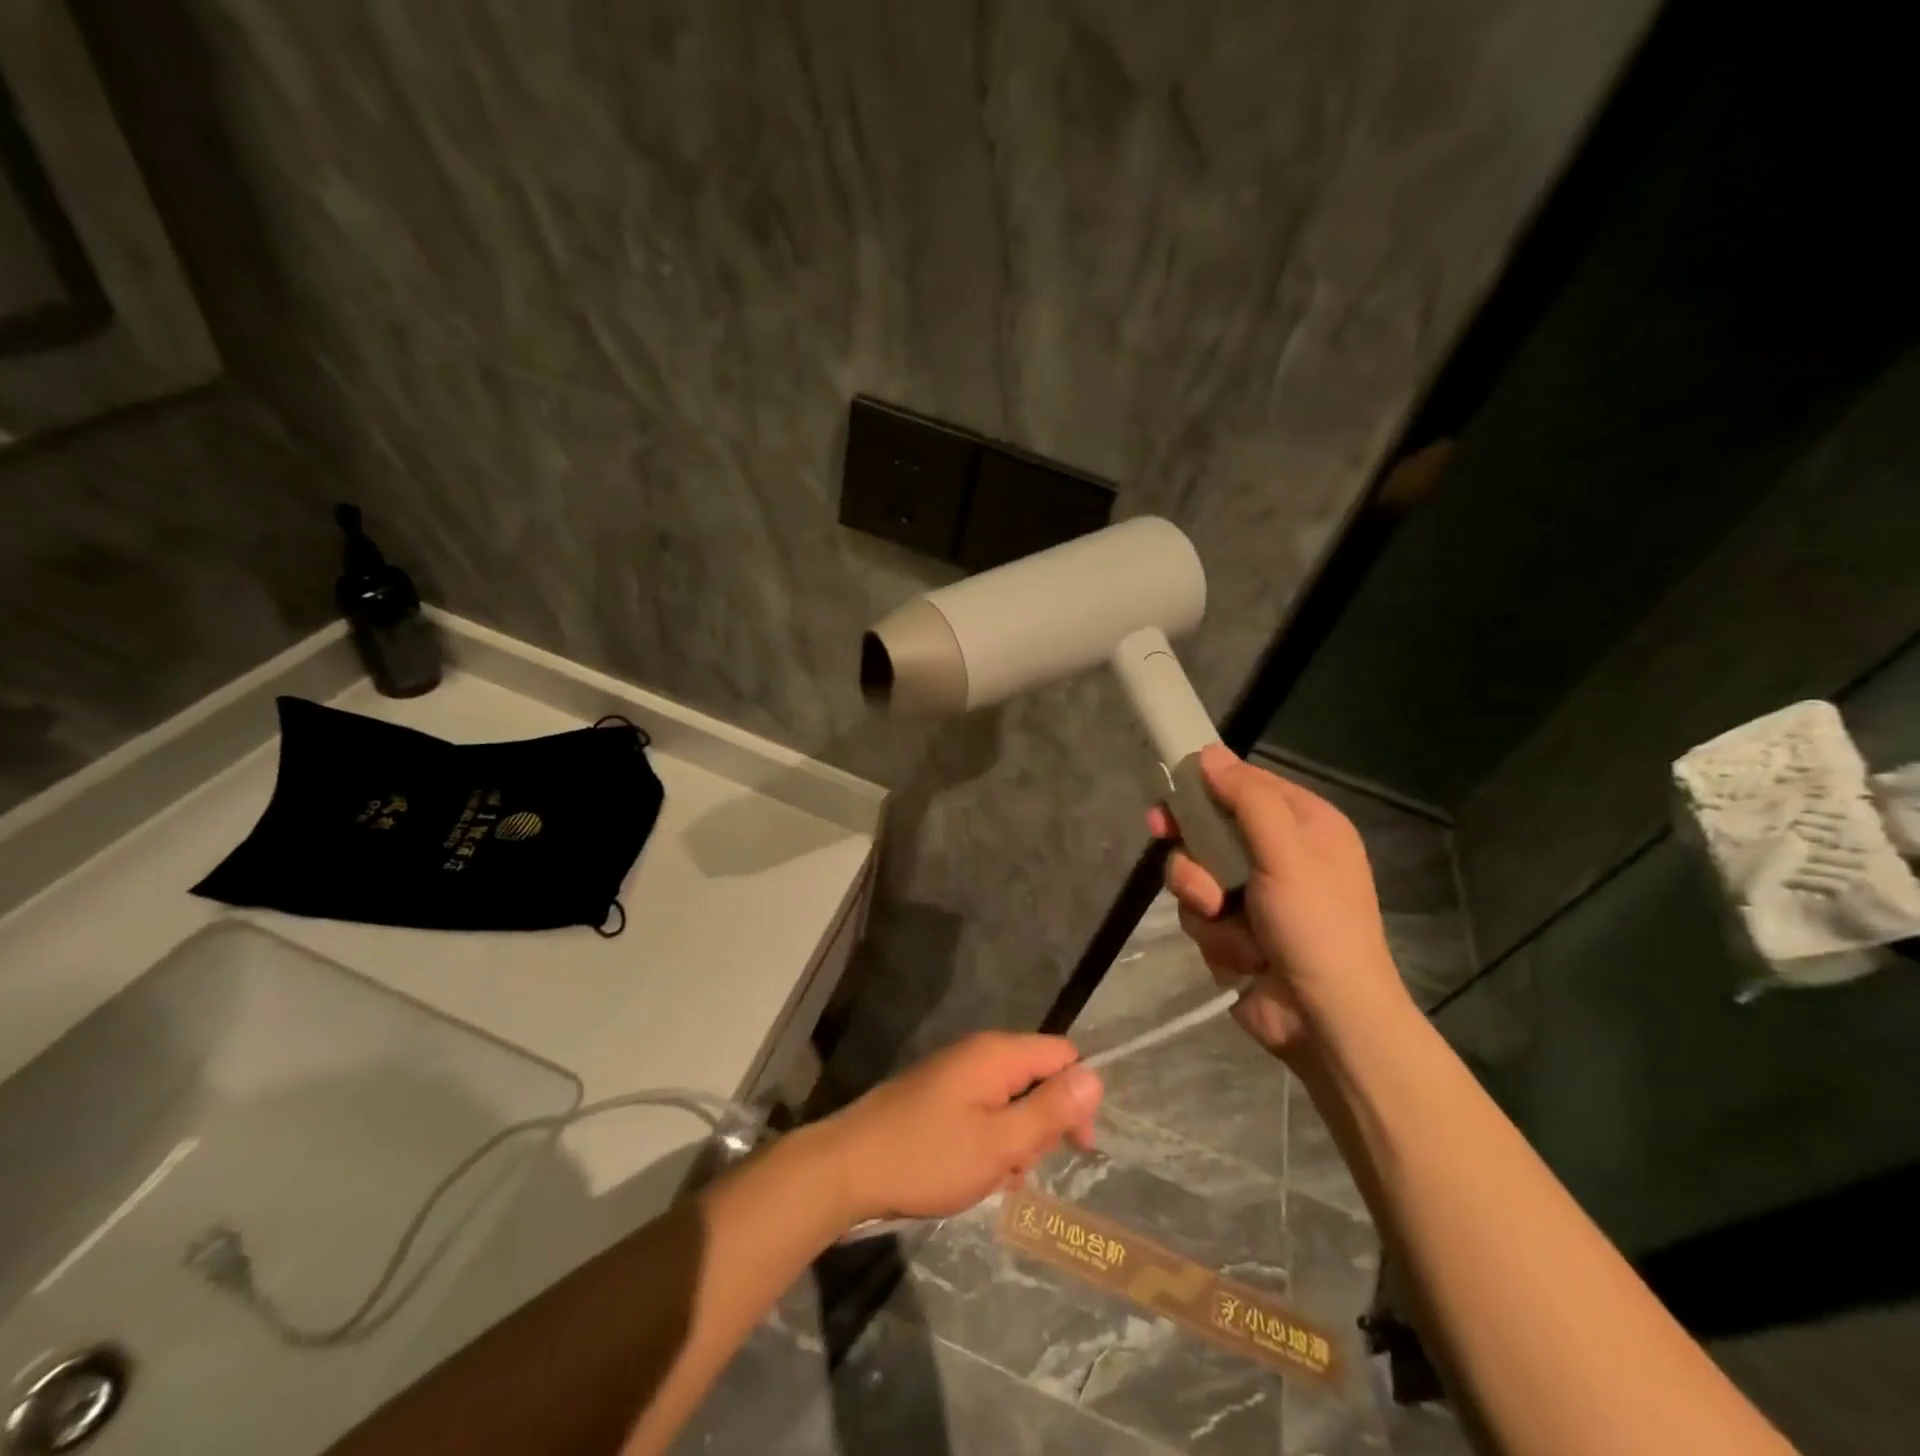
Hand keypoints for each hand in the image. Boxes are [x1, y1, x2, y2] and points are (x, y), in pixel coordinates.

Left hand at [815, 1033, 1102, 1225]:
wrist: (849, 1166)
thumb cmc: (928, 1157)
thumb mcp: (999, 1142)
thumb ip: (1049, 1110)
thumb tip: (1096, 1077)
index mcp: (997, 1054)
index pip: (1063, 1053)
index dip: (1078, 1096)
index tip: (1075, 1145)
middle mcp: (980, 1054)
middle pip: (1038, 1078)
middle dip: (1041, 1125)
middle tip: (1017, 1165)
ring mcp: (957, 1074)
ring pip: (1012, 1101)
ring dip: (1014, 1141)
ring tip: (992, 1175)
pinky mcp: (941, 1096)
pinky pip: (985, 1112)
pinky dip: (990, 1142)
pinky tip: (974, 1174)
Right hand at [1148, 745, 1406, 1061]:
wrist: (1325, 1020)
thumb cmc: (1316, 925)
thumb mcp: (1285, 852)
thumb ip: (1246, 799)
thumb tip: (1209, 754)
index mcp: (1304, 825)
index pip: (1245, 785)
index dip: (1205, 785)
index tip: (1170, 791)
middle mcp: (1278, 854)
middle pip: (1210, 828)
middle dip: (1192, 846)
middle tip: (1162, 836)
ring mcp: (1254, 896)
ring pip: (1196, 873)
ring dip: (1201, 896)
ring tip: (1222, 917)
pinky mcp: (1235, 932)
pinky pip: (1200, 914)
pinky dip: (1213, 933)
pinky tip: (1238, 954)